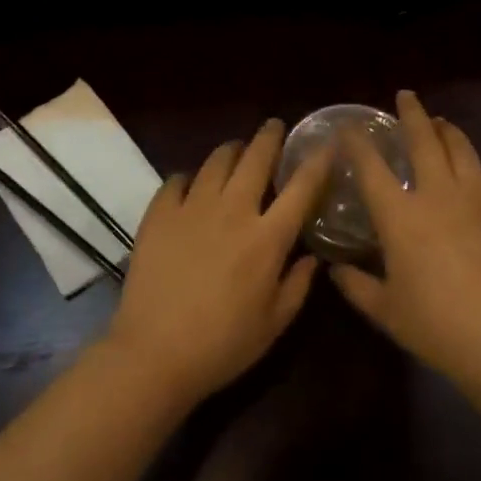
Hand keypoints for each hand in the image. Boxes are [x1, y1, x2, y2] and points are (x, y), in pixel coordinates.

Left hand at [105, 119, 330, 406]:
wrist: (154, 353)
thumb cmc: (222, 345)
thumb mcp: (274, 325)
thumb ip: (298, 285)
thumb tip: (312, 255)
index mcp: (266, 238)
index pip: (300, 188)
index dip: (317, 161)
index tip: (326, 142)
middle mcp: (232, 211)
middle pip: (256, 158)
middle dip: (269, 137)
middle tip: (274, 127)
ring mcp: (192, 208)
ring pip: (216, 161)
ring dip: (231, 151)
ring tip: (236, 151)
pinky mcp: (159, 214)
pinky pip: (177, 180)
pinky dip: (189, 177)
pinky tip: (191, 184)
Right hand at [329, 90, 480, 397]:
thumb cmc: (438, 328)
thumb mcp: (386, 312)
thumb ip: (356, 287)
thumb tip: (334, 269)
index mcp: (401, 216)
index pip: (371, 167)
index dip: (357, 142)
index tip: (349, 126)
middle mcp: (439, 194)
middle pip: (424, 140)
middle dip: (411, 113)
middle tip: (406, 96)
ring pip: (463, 150)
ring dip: (449, 131)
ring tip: (442, 123)